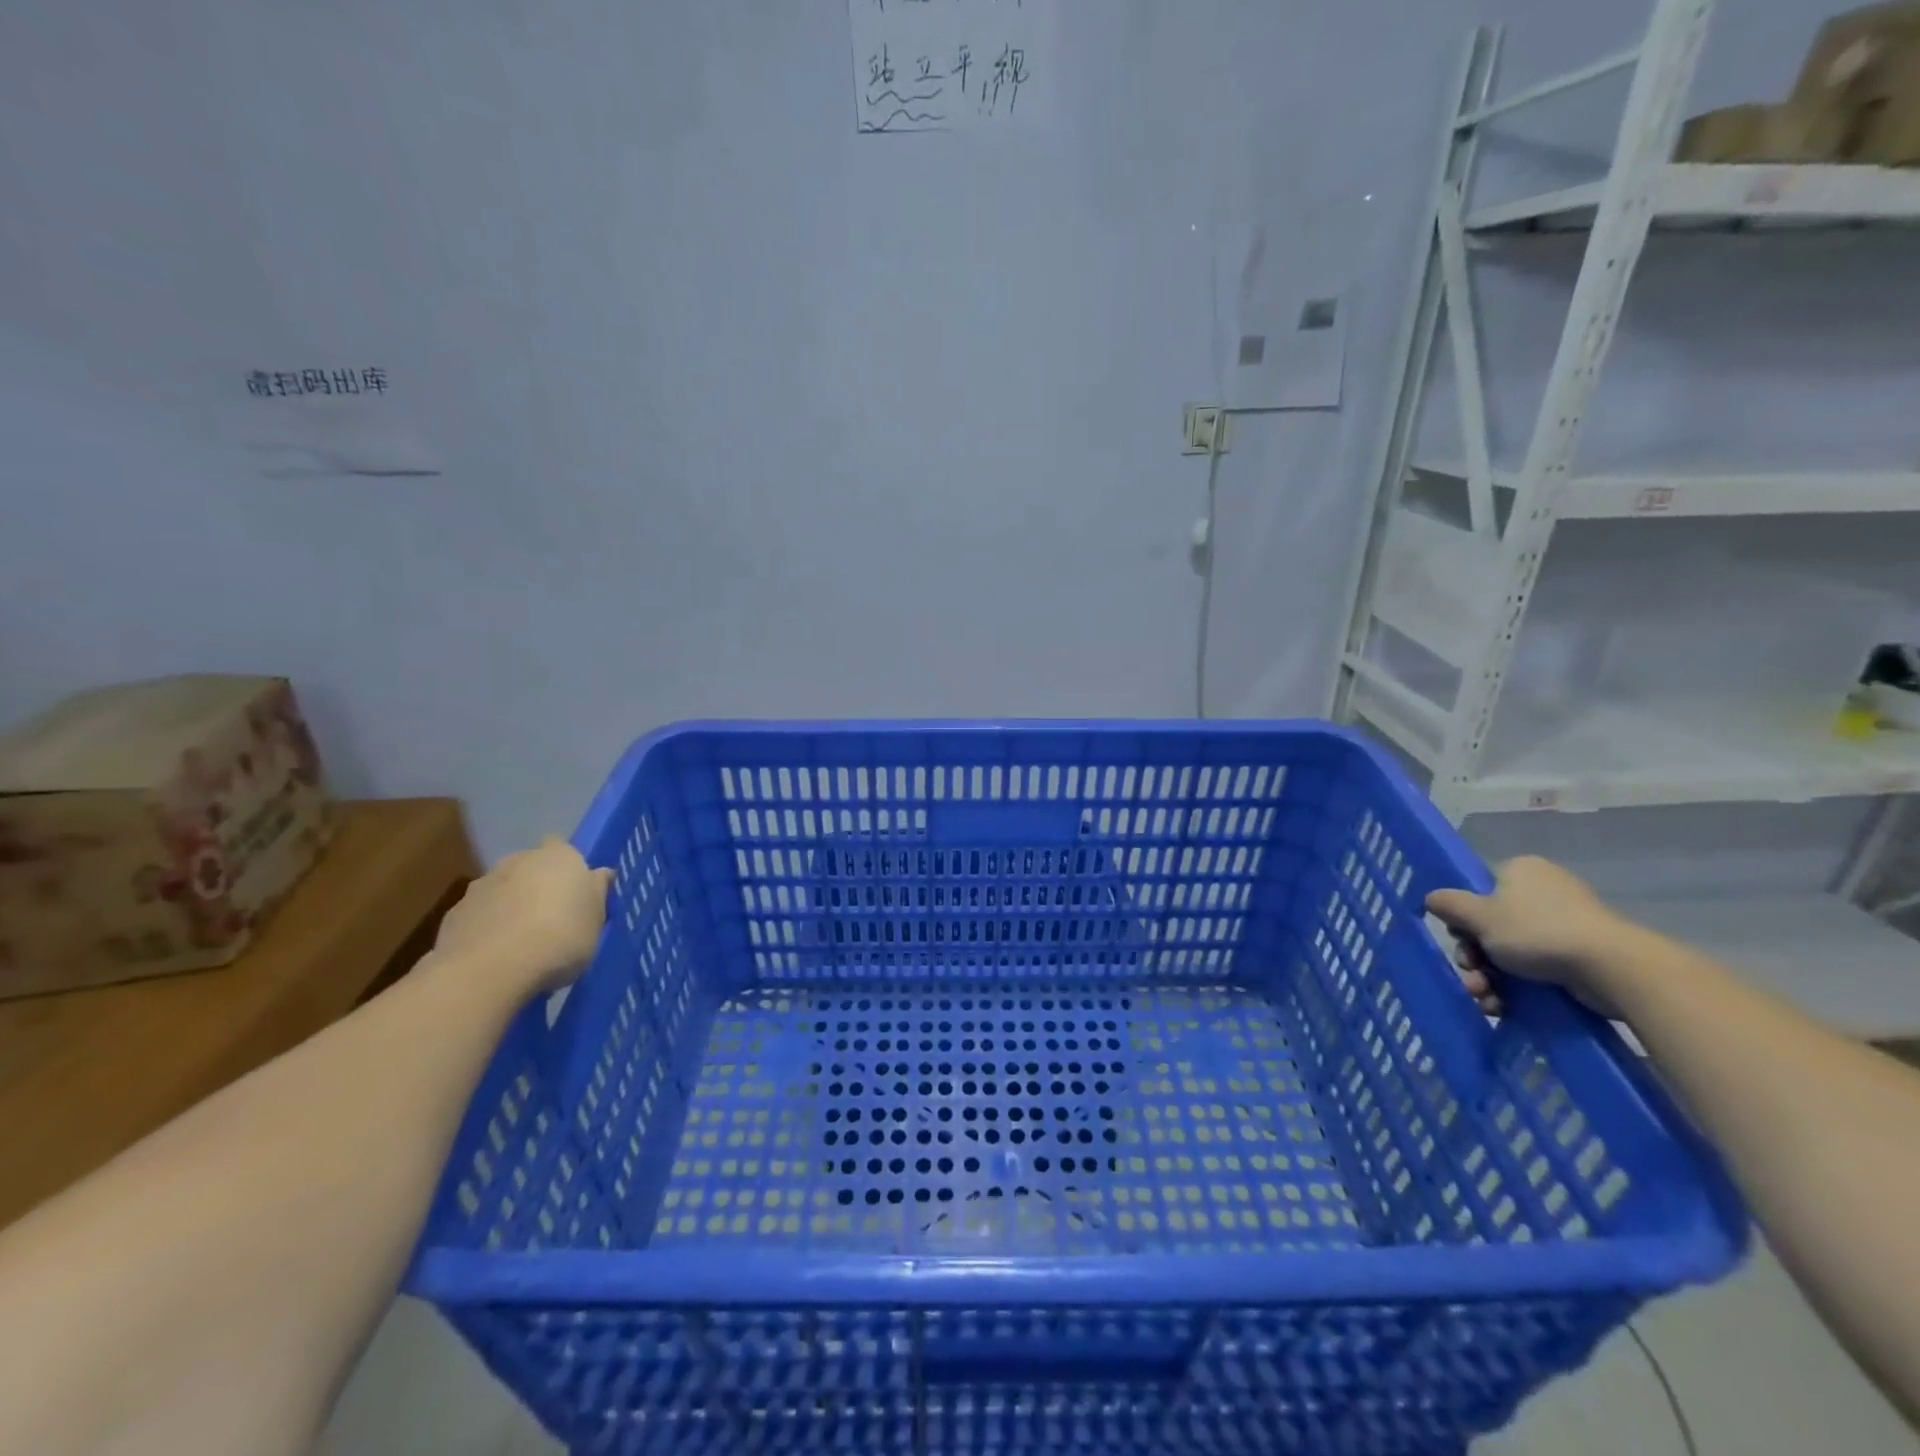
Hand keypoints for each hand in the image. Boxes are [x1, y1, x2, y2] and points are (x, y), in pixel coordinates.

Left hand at [432, 837, 612, 997]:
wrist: (490, 969)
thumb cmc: (560, 938)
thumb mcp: (596, 921)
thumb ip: (597, 893)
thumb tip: (600, 874)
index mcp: (560, 856)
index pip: (565, 849)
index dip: (569, 870)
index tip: (575, 895)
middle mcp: (519, 860)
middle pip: (532, 867)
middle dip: (538, 886)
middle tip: (551, 919)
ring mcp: (482, 885)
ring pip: (503, 890)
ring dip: (510, 906)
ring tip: (521, 943)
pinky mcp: (454, 912)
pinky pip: (479, 915)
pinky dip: (486, 928)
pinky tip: (495, 956)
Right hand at [1426, 856, 1629, 1016]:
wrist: (1612, 969)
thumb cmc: (1536, 931)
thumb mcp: (1478, 916)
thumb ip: (1448, 905)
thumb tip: (1431, 899)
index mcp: (1520, 871)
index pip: (1478, 892)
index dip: (1463, 920)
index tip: (1461, 942)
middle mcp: (1543, 892)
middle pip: (1490, 926)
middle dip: (1474, 958)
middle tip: (1472, 976)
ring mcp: (1566, 924)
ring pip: (1510, 952)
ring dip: (1489, 978)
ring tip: (1486, 1000)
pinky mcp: (1582, 955)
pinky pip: (1537, 968)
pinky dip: (1516, 988)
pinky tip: (1503, 1007)